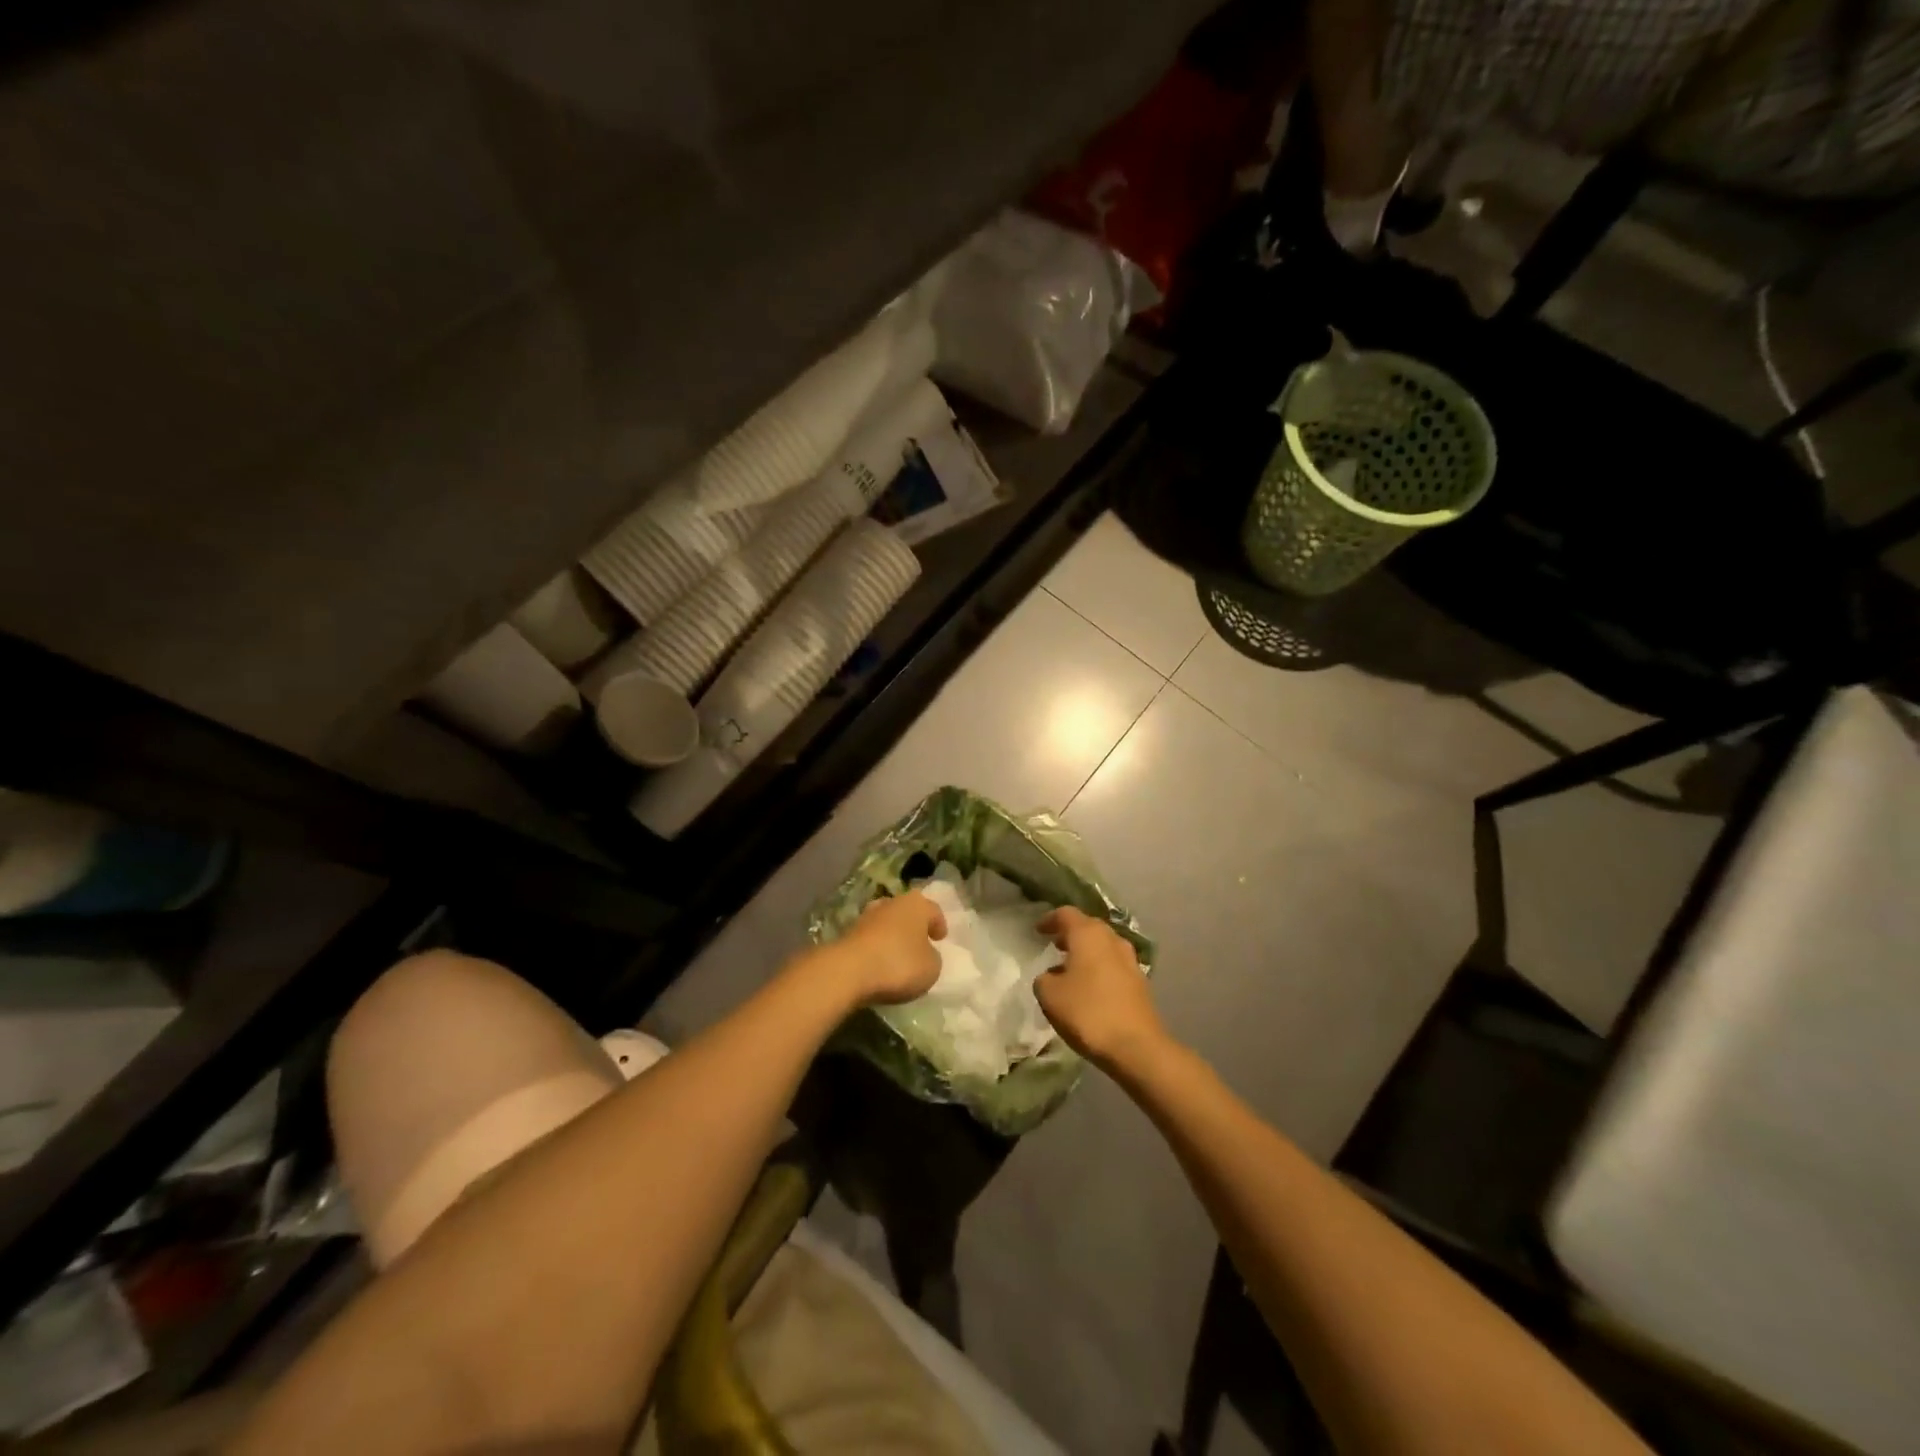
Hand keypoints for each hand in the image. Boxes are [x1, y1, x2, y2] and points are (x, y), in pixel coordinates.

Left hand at [831, 891, 946, 1006]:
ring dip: (892, 935)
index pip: (933, 910)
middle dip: (913, 925)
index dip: (939, 924)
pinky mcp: (848, 933)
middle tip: (920, 942)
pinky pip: (870, 938)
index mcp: (916, 904)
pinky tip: (879, 963)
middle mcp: (891, 903)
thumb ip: (932, 957)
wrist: (849, 970)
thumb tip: (924, 953)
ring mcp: (866, 916)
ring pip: (886, 923)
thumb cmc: (899, 964)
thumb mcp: (931, 968)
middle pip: (907, 911)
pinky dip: (876, 947)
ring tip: (898, 954)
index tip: (940, 938)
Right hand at [1034, 907, 1169, 1073]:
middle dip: (1070, 934)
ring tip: (1070, 967)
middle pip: (1088, 926)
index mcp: (1088, 934)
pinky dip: (1099, 968)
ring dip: (1087, 952)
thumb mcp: (1049, 995)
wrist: (1136, 1046)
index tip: (1038, 930)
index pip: (1066, 914)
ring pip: (1103, 946)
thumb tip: (1051, 975)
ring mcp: (1130, 960)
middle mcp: (1111, 939)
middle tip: (1054, 946)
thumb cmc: (1087, 1012)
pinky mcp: (1140, 982)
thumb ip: (1043, 979)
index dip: (1050, 920)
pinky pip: (1114, 965)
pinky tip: (1090, 987)